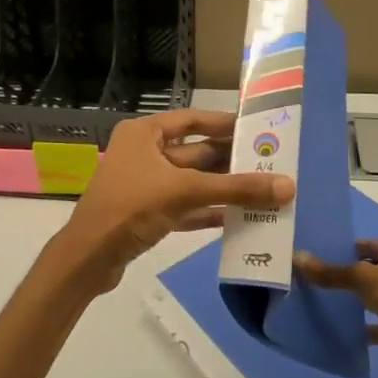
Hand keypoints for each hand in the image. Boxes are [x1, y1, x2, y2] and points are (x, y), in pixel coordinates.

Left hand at [53, 109, 294, 292]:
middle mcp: (143, 153)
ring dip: (223, 188)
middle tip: (270, 163)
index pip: (191, 120)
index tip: (256, 128)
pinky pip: (185, 207)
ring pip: (192, 182)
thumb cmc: (131, 207)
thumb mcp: (185, 191)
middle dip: (230, 160)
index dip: (223, 123)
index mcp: (144, 134)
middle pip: (195, 152)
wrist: (89, 257)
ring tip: (263, 191)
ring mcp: (144, 184)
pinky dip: (208, 210)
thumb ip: (235, 188)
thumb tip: (288, 186)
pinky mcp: (147, 214)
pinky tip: (238, 217)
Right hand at [296, 239, 377, 377]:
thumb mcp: (365, 280)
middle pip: (365, 270)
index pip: (361, 245)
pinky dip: (362, 328)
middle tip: (308, 280)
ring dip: (351, 302)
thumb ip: (332, 272)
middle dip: (341, 276)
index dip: (338, 249)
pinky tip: (340, 332)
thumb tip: (297, 257)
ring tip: (318, 304)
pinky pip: (377, 325)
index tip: (311, 257)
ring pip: (371, 297)